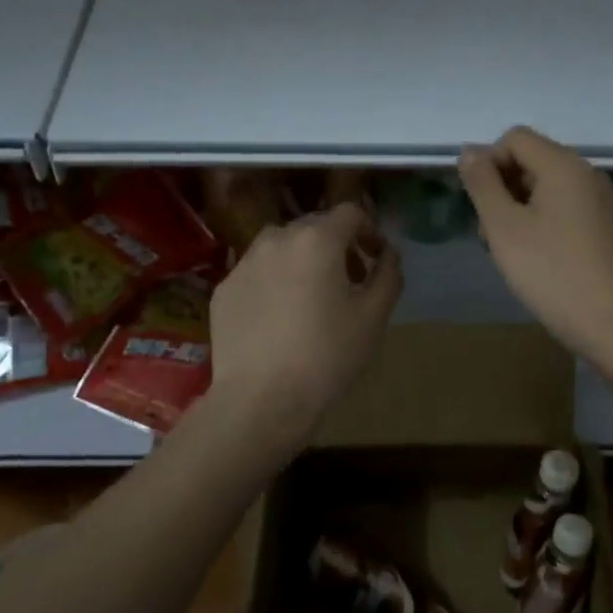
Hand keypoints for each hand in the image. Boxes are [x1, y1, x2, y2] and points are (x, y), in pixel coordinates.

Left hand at [208, 204, 402, 444]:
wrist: (260, 399)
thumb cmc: (327, 355)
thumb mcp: (374, 316)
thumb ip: (388, 274)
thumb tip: (388, 254)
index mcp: (317, 239)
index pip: (350, 213)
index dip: (369, 231)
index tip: (375, 259)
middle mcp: (276, 239)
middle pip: (315, 227)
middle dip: (337, 245)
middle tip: (350, 281)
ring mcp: (244, 263)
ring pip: (282, 247)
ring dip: (303, 260)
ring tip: (312, 297)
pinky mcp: (224, 289)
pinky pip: (257, 272)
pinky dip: (274, 281)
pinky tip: (280, 318)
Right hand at [459, 127, 612, 372]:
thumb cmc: (551, 273)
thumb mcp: (504, 228)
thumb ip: (482, 184)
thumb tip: (470, 150)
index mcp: (564, 165)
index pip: (515, 138)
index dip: (489, 163)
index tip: (481, 205)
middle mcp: (588, 173)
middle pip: (532, 160)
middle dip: (503, 188)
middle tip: (492, 234)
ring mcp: (602, 200)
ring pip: (547, 187)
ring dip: (520, 208)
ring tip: (511, 251)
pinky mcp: (608, 226)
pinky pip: (566, 208)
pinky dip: (544, 222)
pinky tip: (538, 259)